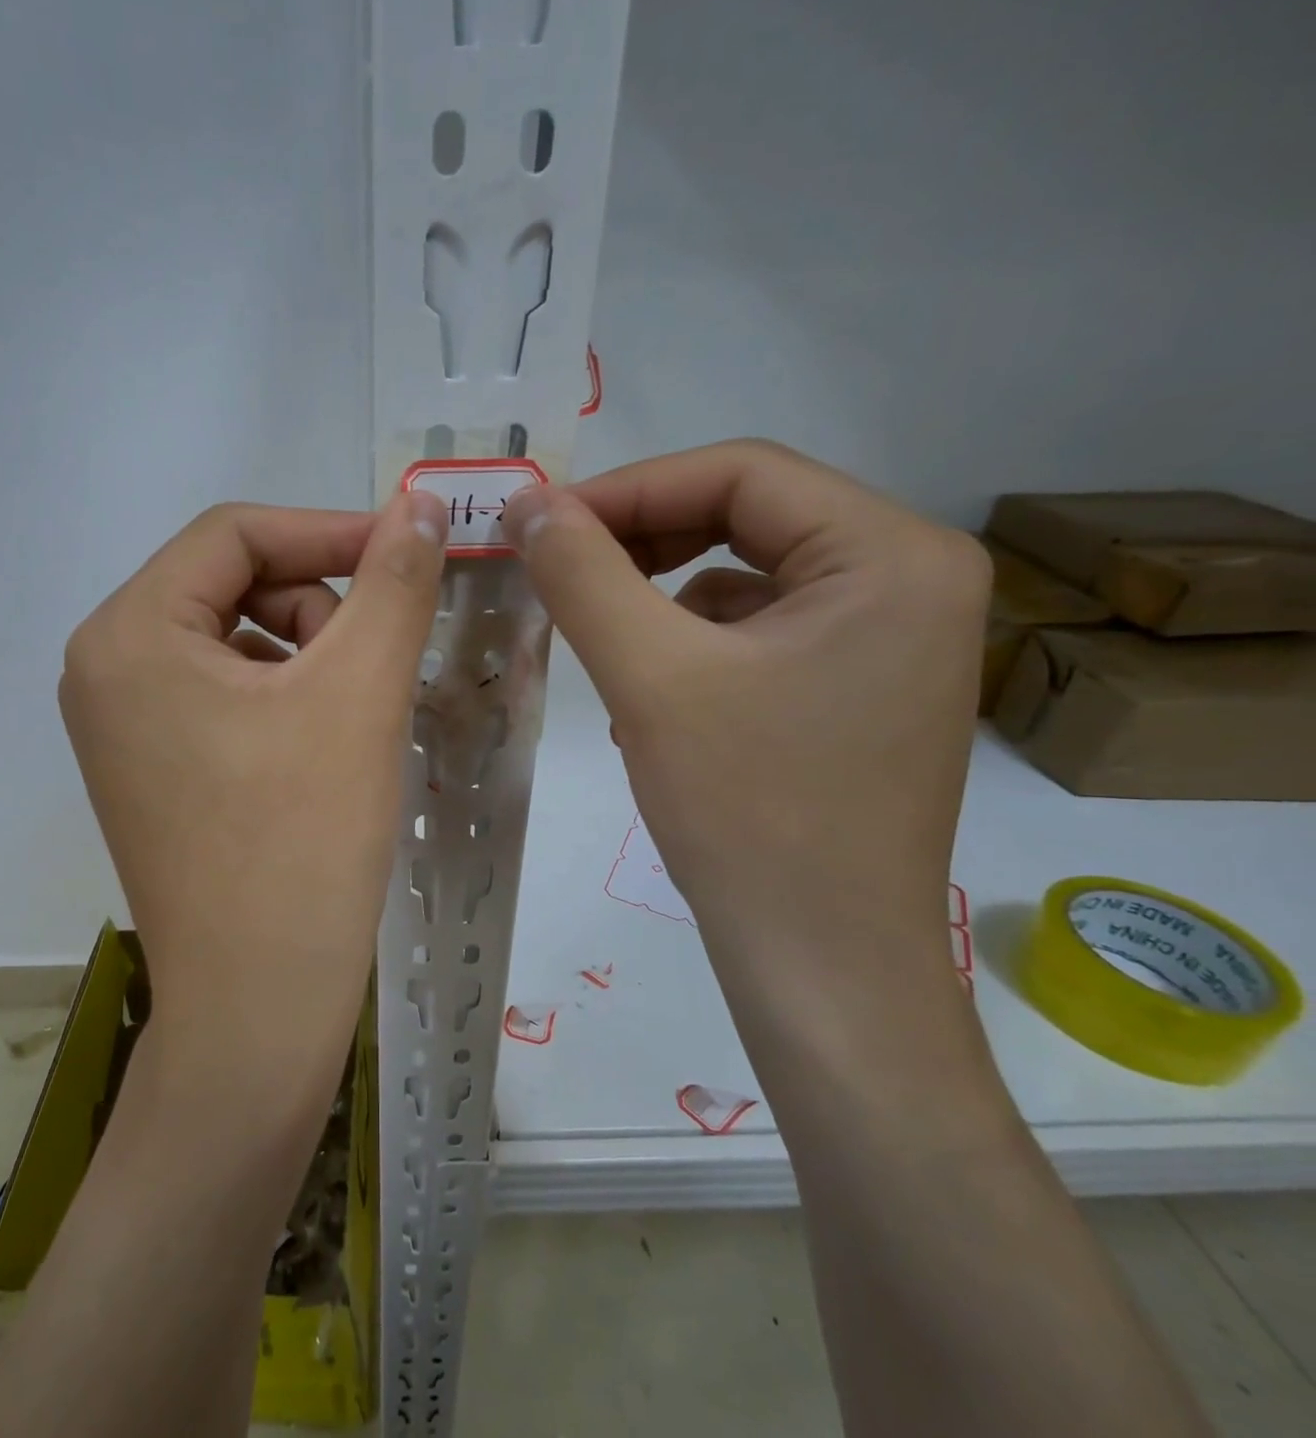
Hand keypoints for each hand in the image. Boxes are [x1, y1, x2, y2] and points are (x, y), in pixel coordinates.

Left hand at [59, 493, 447, 1109]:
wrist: (258, 1005)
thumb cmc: (302, 842)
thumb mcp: (358, 692)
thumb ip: (394, 582)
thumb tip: (422, 504)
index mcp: (128, 634)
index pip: (233, 534)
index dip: (328, 530)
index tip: (407, 550)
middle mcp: (105, 670)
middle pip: (230, 586)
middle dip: (317, 607)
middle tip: (374, 666)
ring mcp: (122, 727)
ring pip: (235, 642)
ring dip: (307, 656)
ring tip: (351, 721)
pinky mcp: (152, 770)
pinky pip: (225, 697)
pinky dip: (284, 700)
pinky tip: (322, 752)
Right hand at [503, 440, 989, 1002]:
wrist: (820, 963)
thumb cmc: (747, 814)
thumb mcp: (651, 677)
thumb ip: (583, 574)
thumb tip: (527, 502)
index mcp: (892, 554)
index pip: (741, 473)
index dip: (628, 488)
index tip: (540, 523)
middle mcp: (910, 578)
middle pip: (749, 517)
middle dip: (641, 538)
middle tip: (557, 568)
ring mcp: (889, 637)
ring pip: (746, 575)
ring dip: (658, 593)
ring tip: (597, 634)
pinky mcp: (856, 685)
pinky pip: (758, 629)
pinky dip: (690, 640)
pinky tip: (649, 689)